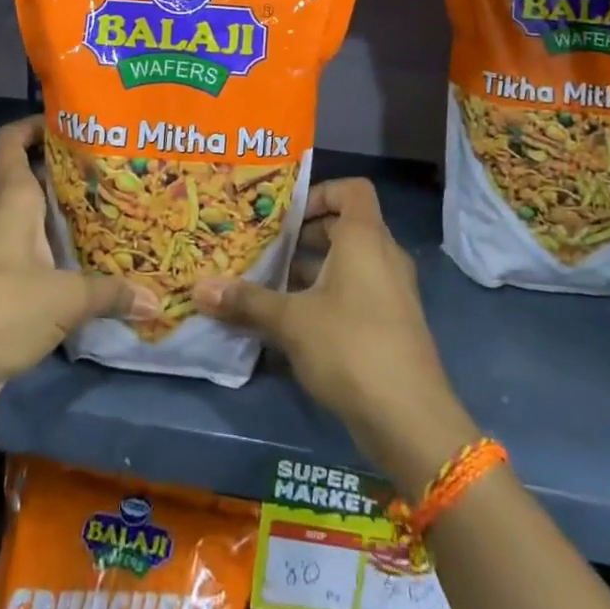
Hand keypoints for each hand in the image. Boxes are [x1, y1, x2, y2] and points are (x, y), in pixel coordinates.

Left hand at [0, 116, 155, 414]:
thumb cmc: (1, 312)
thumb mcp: (65, 300)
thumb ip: (111, 293)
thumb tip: (156, 299)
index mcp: (11, 203)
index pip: (9, 143)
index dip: (32, 125)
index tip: (69, 121)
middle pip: (26, 176)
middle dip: (63, 168)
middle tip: (107, 167)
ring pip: (30, 214)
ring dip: (60, 209)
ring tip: (105, 208)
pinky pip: (29, 247)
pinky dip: (54, 244)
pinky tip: (83, 258)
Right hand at [193, 178, 477, 493]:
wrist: (410, 419)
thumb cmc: (350, 346)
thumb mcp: (290, 321)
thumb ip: (247, 301)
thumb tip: (199, 288)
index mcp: (365, 238)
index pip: (352, 190)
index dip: (319, 193)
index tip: (286, 216)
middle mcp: (384, 256)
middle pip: (345, 227)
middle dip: (304, 236)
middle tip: (266, 248)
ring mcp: (392, 292)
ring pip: (348, 265)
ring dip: (311, 271)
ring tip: (269, 286)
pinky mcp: (392, 325)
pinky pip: (356, 294)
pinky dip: (327, 298)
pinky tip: (293, 326)